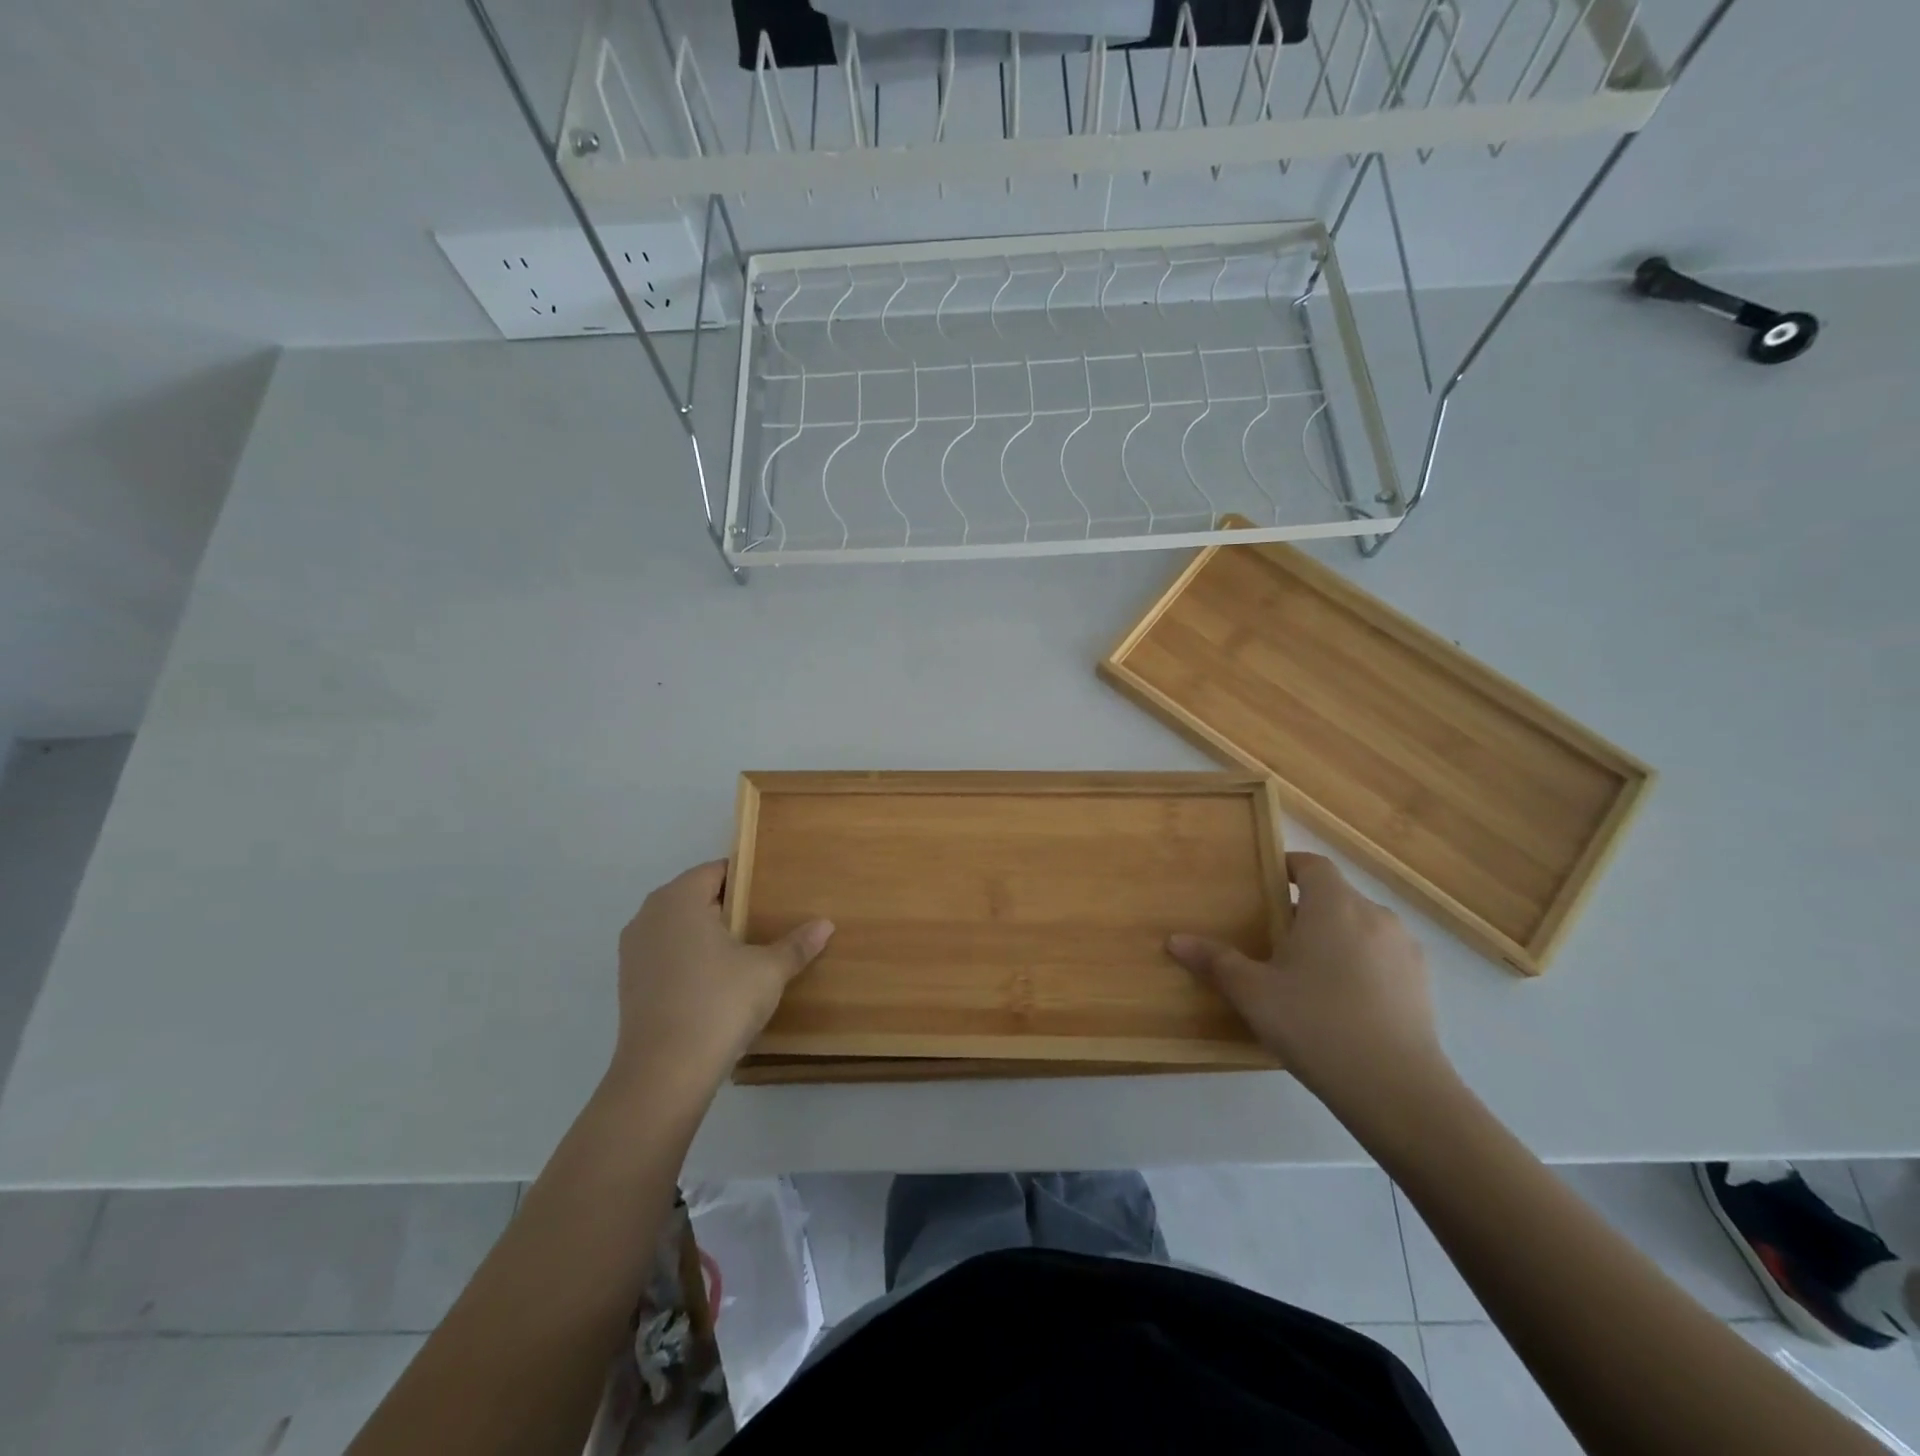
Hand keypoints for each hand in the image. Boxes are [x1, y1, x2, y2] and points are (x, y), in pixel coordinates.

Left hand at [610, 861, 833, 1100]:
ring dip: (708, 933)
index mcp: (679, 899)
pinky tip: (718, 980)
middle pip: (695, 897)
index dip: (747, 878)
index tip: (774, 891)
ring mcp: (634, 951)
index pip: (716, 871)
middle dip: (729, 906)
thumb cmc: (718, 1004)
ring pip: (679, 927)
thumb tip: (826, 925)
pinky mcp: (630, 983)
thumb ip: (796, 945)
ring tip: (746, 950)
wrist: (664, 1074)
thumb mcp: (768, 971)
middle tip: (767, 919)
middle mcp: (649, 915)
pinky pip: (666, 954)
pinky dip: (690, 958)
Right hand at [1168, 853, 1452, 1123]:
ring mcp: (1405, 950)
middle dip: (1306, 908)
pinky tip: (1342, 1002)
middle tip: (1274, 937)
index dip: (1287, 867)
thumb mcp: (1253, 993)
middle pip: (1336, 895)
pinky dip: (1361, 965)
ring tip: (1308, 972)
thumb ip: (1215, 961)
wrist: (1397, 1089)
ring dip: (1335, 937)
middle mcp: (1375, 915)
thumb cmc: (1316, 1024)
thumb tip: (1175, 940)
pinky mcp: (1422, 984)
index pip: (1311, 864)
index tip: (1263, 885)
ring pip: (1361, 927)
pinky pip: (1382, 957)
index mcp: (1334, 904)